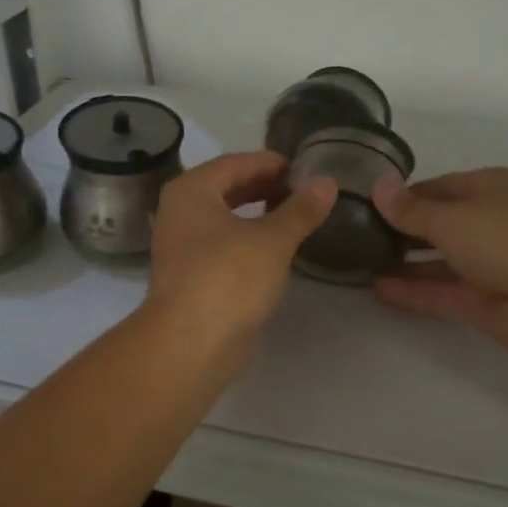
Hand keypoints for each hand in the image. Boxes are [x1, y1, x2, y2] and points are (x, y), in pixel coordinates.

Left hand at [147, 150, 337, 356]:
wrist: (190, 344)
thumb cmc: (228, 278)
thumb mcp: (272, 240)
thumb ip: (300, 209)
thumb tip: (327, 182)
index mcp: (192, 191)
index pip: (236, 163)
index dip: (270, 163)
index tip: (304, 168)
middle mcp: (180, 212)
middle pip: (227, 188)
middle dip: (265, 186)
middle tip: (303, 190)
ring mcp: (182, 245)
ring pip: (225, 218)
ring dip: (258, 214)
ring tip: (294, 216)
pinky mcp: (191, 275)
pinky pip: (224, 243)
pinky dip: (248, 239)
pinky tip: (275, 250)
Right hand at [372, 168, 507, 355]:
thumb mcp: (452, 217)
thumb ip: (410, 209)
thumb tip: (377, 184)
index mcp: (490, 189)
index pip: (439, 188)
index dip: (404, 196)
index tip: (368, 206)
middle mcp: (489, 223)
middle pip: (438, 224)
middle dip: (401, 230)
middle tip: (357, 237)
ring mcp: (487, 264)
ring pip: (438, 261)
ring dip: (404, 262)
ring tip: (361, 264)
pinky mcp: (482, 301)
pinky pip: (440, 291)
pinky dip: (412, 290)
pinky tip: (376, 290)